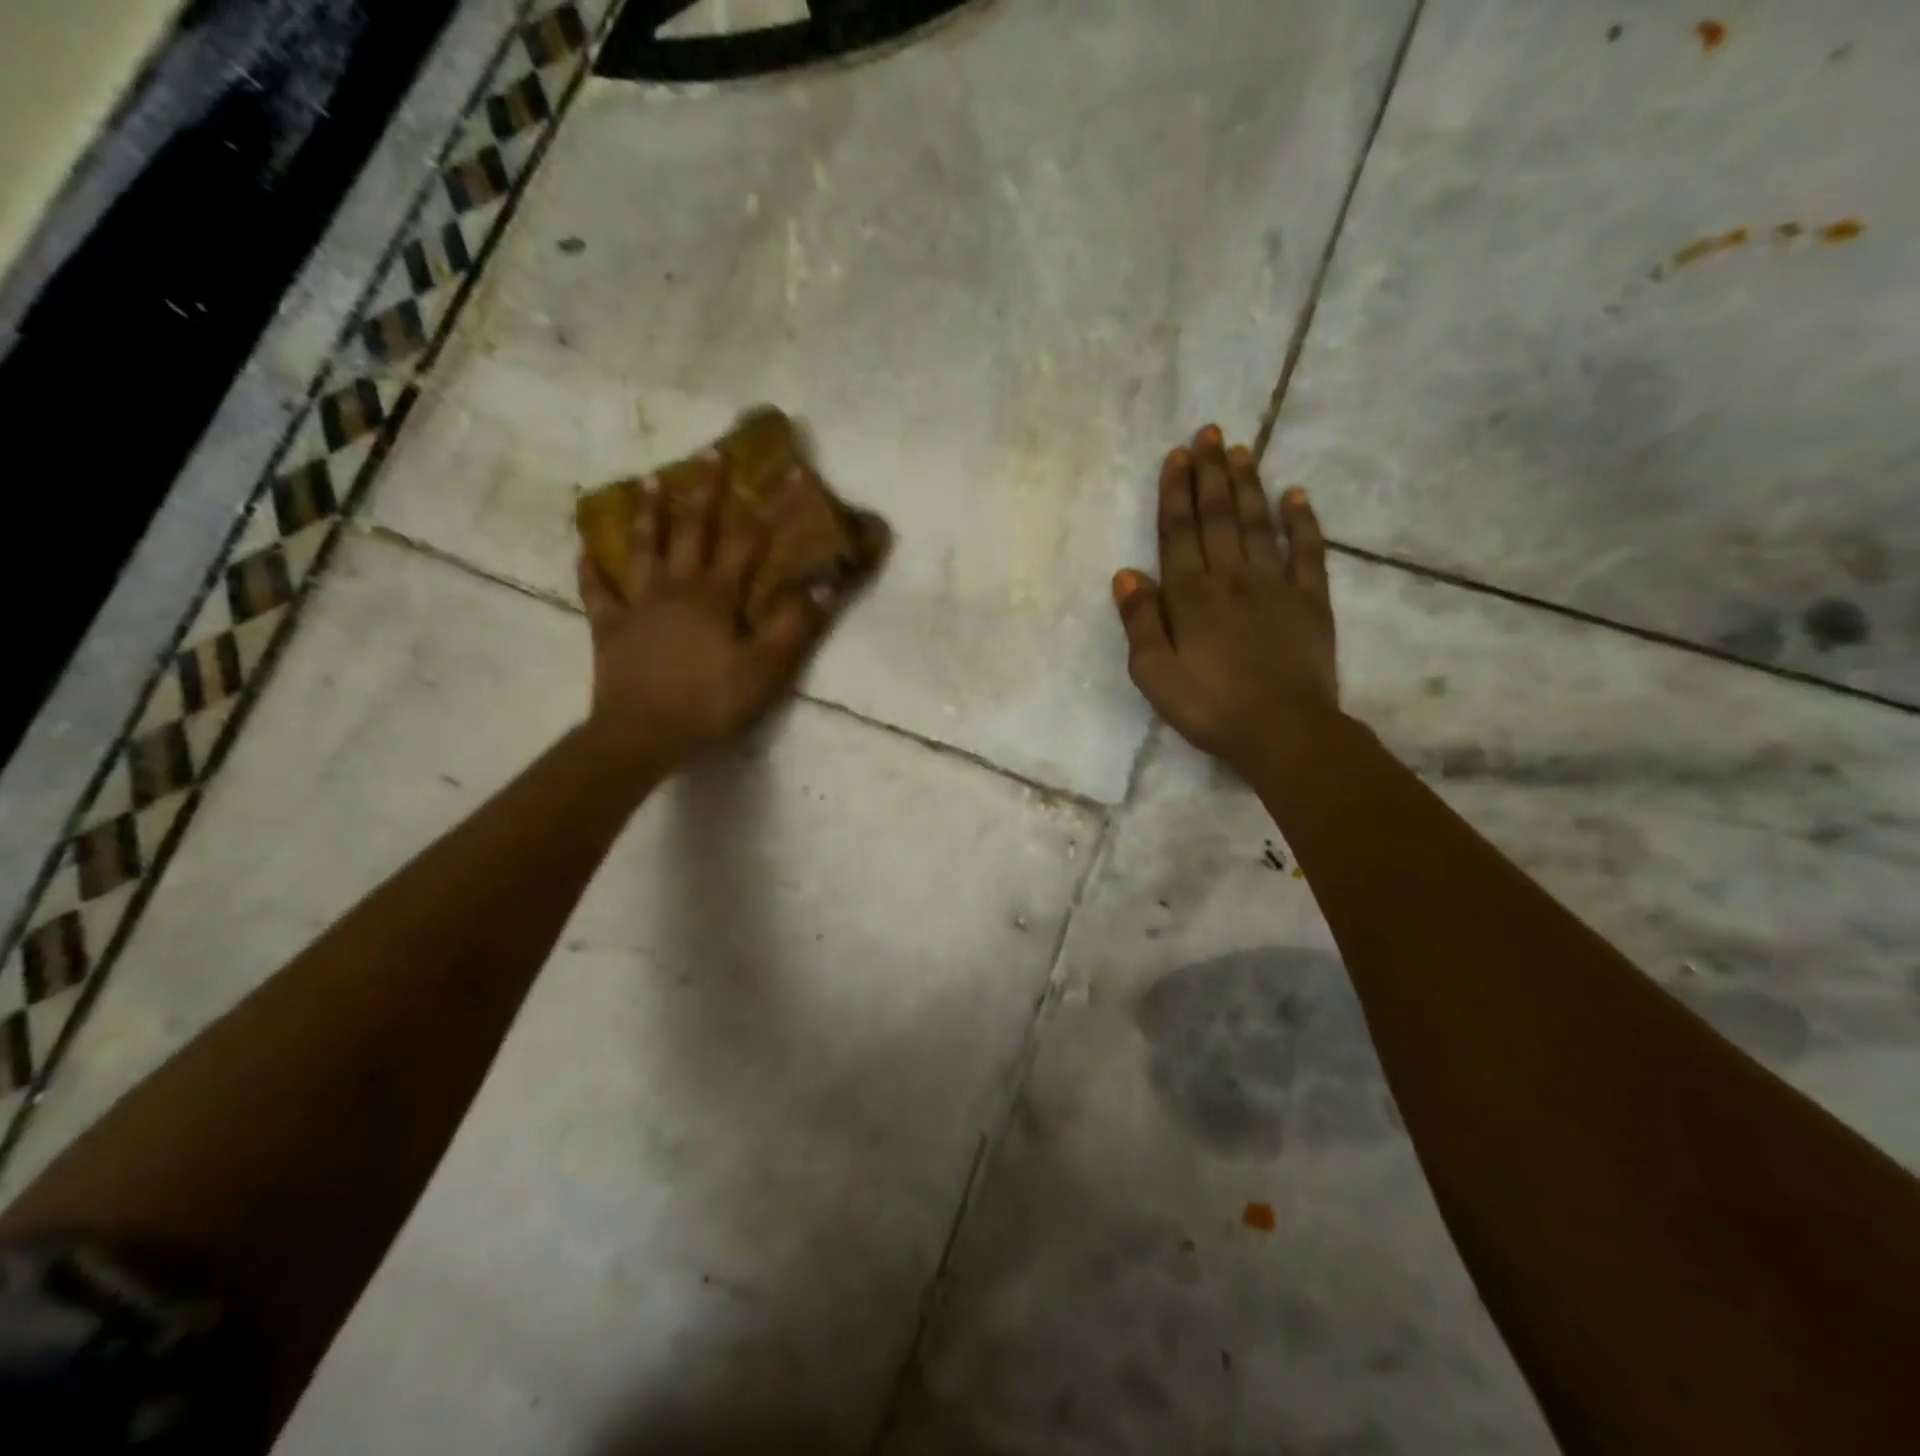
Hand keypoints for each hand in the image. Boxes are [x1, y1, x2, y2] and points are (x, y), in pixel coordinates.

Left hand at [577, 456, 829, 775]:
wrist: (643, 734)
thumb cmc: (710, 701)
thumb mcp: (765, 668)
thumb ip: (795, 625)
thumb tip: (827, 584)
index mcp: (716, 595)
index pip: (748, 541)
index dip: (768, 507)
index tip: (786, 474)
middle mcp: (676, 586)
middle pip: (692, 530)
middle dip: (704, 491)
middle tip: (708, 453)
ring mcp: (638, 604)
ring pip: (642, 548)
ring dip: (647, 514)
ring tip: (647, 481)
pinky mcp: (609, 627)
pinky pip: (597, 590)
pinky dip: (591, 568)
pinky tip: (585, 550)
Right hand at [1113, 425, 1338, 772]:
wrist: (1283, 731)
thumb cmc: (1209, 707)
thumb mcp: (1155, 674)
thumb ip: (1141, 621)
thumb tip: (1127, 572)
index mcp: (1191, 596)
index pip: (1179, 532)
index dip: (1176, 492)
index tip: (1177, 455)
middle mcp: (1231, 578)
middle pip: (1219, 516)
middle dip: (1210, 473)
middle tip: (1208, 433)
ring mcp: (1275, 586)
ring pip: (1259, 523)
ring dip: (1248, 484)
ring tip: (1240, 450)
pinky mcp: (1310, 601)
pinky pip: (1307, 551)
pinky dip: (1303, 521)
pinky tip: (1297, 494)